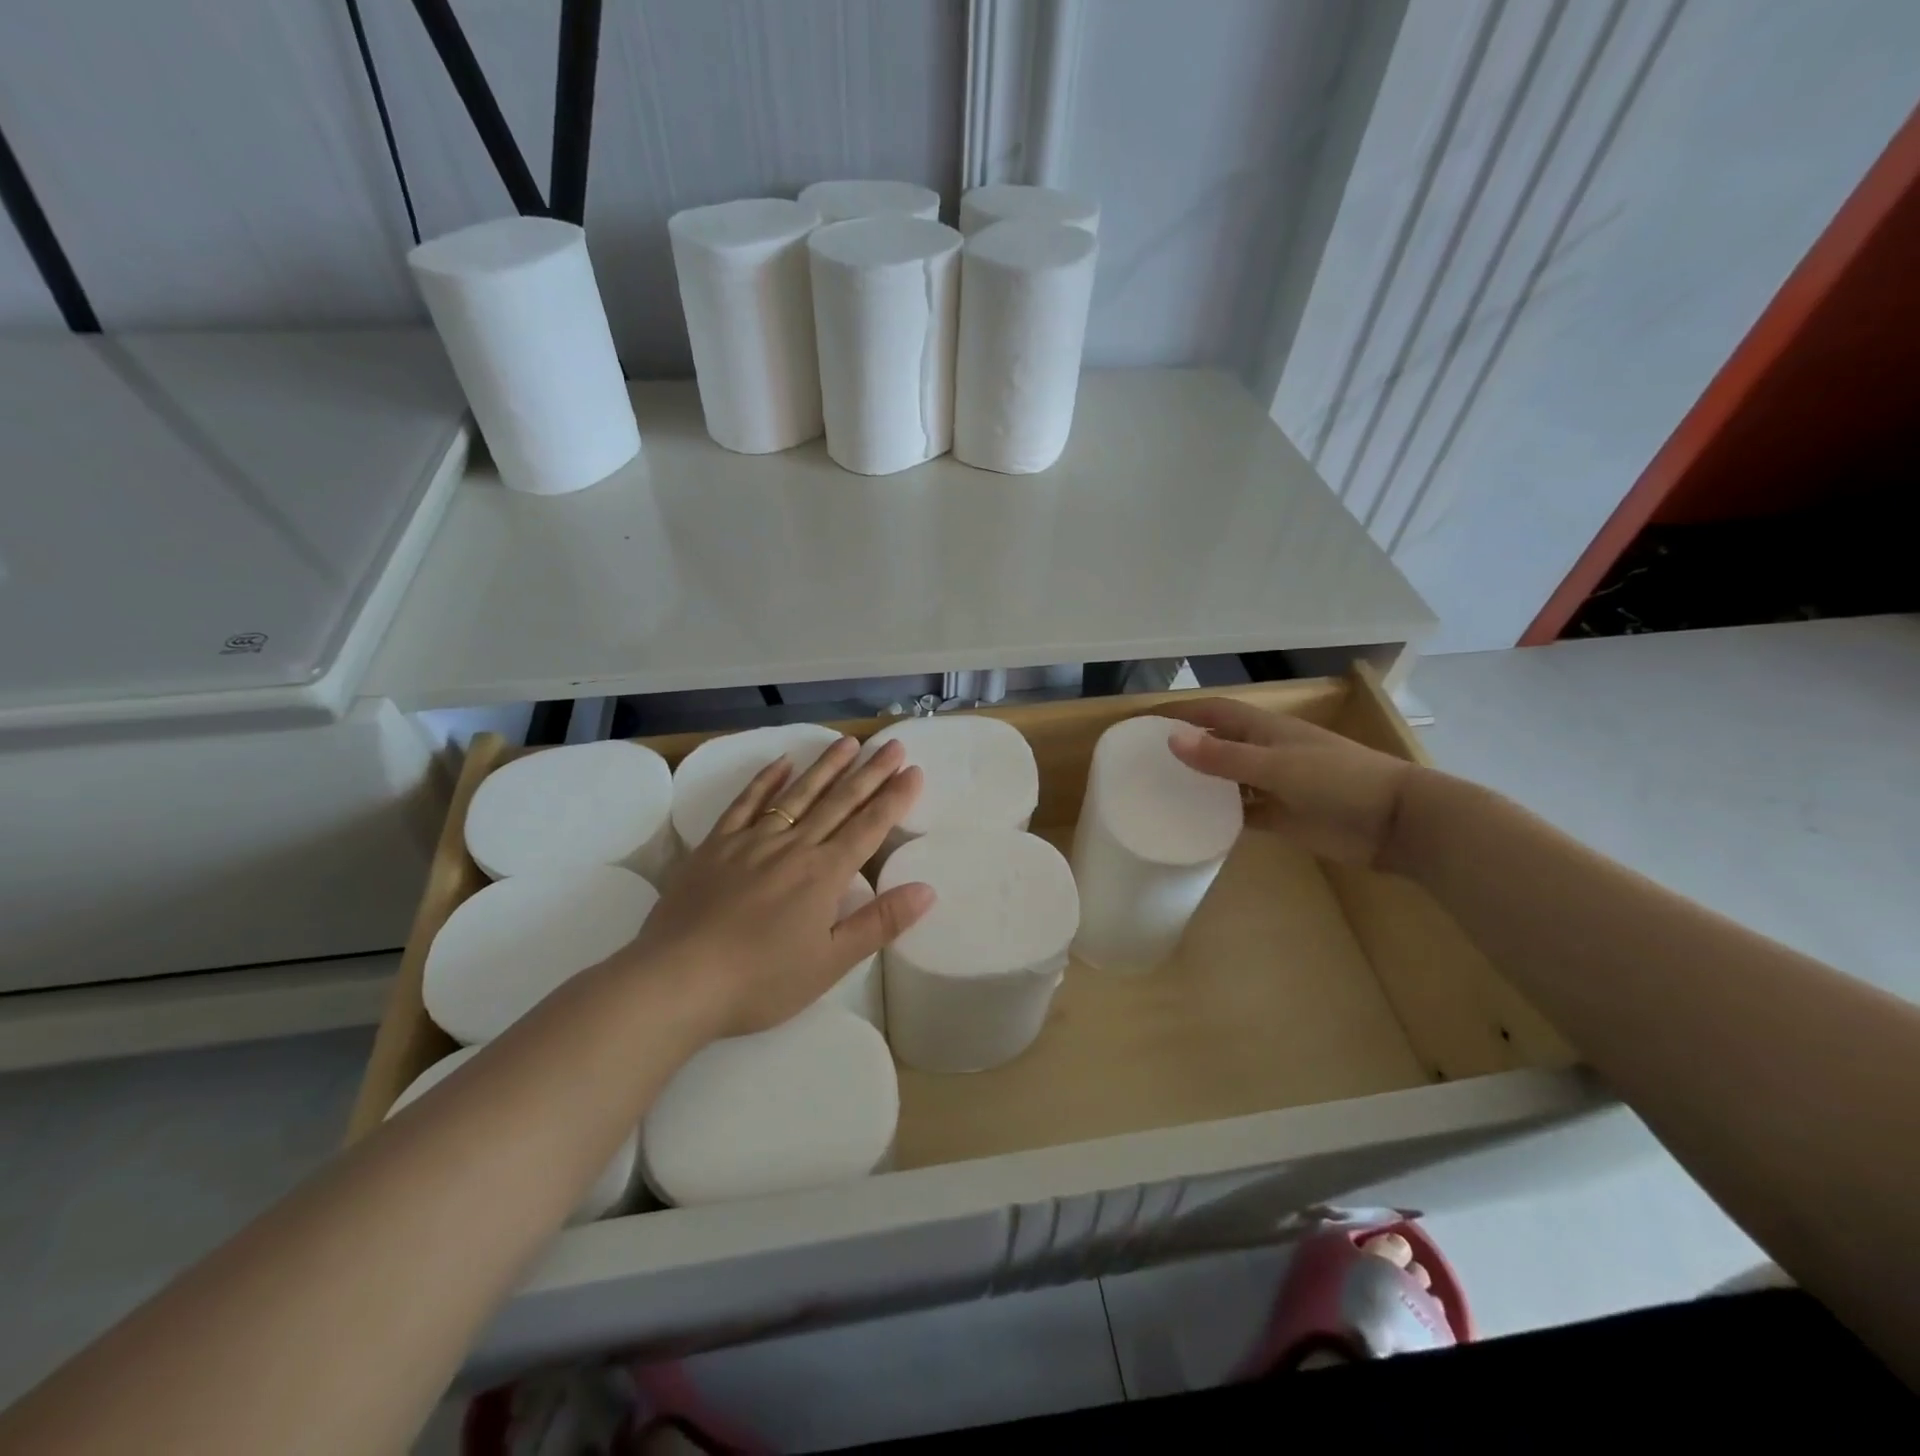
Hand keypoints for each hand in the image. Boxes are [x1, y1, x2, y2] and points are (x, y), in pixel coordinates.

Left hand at [625, 735, 933, 1037]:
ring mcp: (752, 841)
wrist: (678, 980)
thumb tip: (927, 889)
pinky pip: (746, 803)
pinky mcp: (716, 845)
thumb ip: (879, 923)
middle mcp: (793, 846)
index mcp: (824, 874)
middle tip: (893, 744)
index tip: (914, 771)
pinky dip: (765, 781)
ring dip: (826, 767)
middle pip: (839, 802)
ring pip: (798, 794)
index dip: (894, 798)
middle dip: (871, 772)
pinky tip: (781, 763)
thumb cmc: (761, 980)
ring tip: (848, 743)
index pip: (869, 827)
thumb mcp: (830, 963)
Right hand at [1165, 698, 1415, 866]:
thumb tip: (1170, 740)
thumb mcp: (1277, 766)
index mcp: (1265, 730)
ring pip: (1226, 780)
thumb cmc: (1339, 781)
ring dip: (1199, 784)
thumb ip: (1224, 757)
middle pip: (1216, 744)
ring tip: (1159, 794)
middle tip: (1142, 763)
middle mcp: (1264, 752)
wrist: (1395, 823)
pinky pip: (1241, 812)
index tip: (1142, 723)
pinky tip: (1194, 825)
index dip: (1180, 713)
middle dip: (1184, 748)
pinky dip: (1219, 816)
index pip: (1213, 713)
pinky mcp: (1281, 816)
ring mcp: (1273, 785)